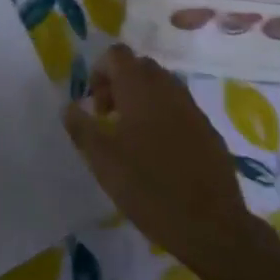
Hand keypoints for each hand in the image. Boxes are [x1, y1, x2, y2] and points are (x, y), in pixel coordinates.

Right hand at [63, 44, 264, 275]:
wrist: (212, 225)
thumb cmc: (149, 187)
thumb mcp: (103, 161)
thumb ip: (81, 128)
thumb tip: (68, 106)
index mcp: (140, 87)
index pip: (116, 54)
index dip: (100, 72)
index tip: (95, 106)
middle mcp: (167, 87)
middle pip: (139, 67)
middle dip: (120, 84)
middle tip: (109, 120)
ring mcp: (192, 107)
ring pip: (161, 87)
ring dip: (142, 100)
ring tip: (132, 139)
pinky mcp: (208, 129)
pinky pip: (180, 109)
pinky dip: (164, 118)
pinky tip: (160, 155)